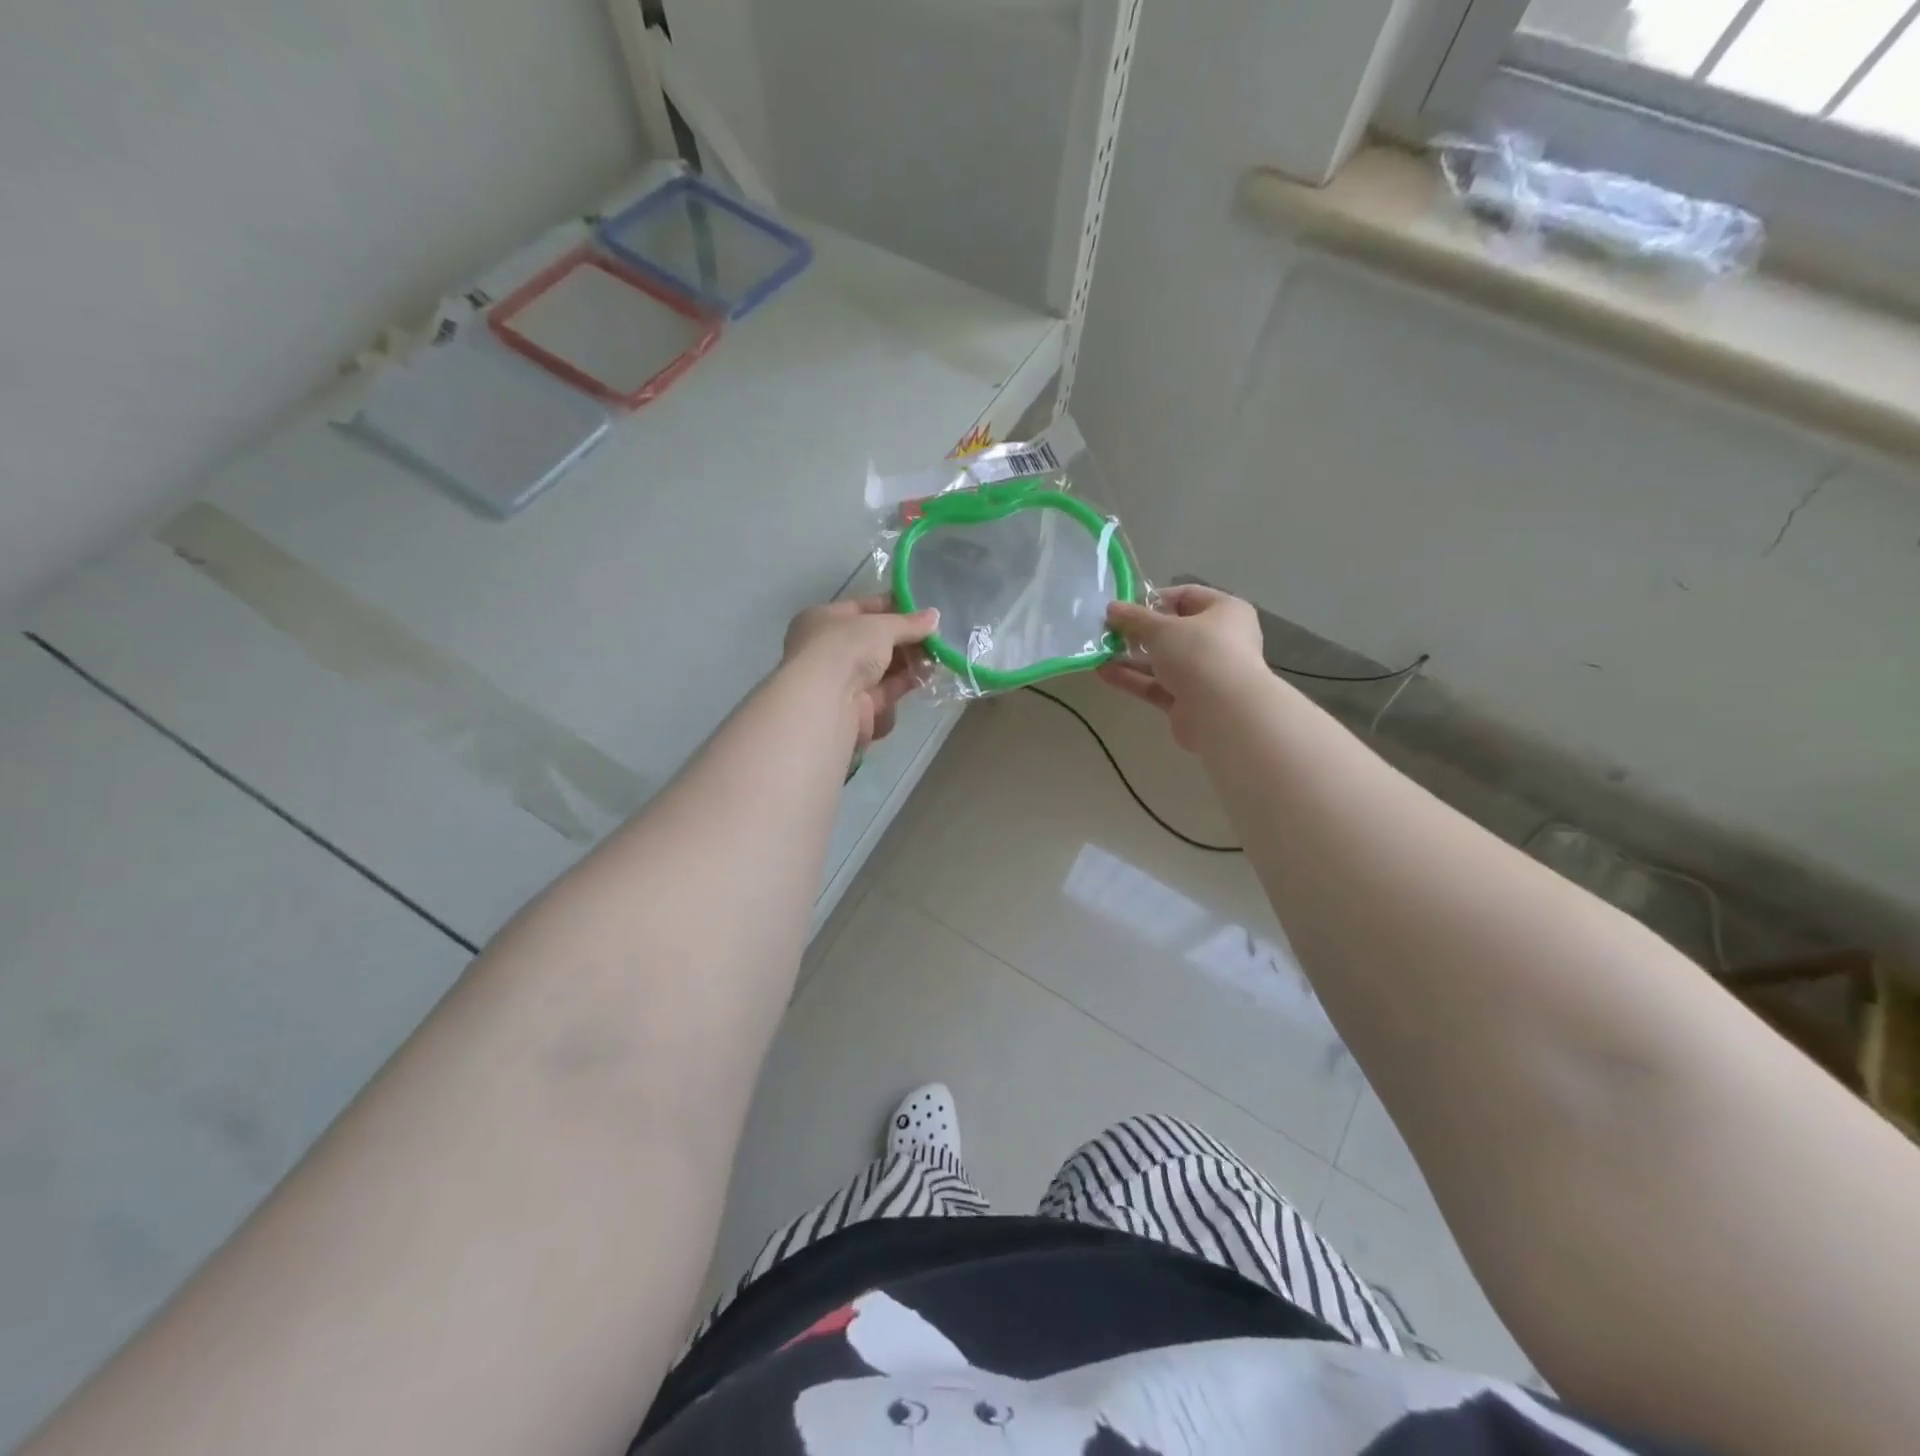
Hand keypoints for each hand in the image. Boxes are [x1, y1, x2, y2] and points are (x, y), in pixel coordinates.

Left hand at [782, 595, 939, 748]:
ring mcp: (841, 680)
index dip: (893, 608)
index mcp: (824, 620)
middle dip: (905, 639)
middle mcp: (829, 649)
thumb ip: (909, 623)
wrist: (827, 702)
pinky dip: (903, 683)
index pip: (863, 608)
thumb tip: (934, 616)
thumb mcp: (881, 626)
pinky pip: (884, 691)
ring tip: (935, 657)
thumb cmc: (846, 649)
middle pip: (875, 641)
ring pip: (881, 668)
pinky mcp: (855, 708)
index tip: (922, 613)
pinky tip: (925, 676)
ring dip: (908, 662)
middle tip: (934, 638)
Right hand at [1098, 584, 1267, 750]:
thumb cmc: (1199, 654)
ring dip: (1131, 657)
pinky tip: (1104, 673)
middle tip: (1108, 631)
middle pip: (1173, 632)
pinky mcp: (1188, 701)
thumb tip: (1112, 608)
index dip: (1154, 600)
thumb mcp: (1161, 629)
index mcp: (1224, 612)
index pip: (1187, 597)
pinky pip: (1157, 685)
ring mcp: (1204, 674)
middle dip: (1138, 632)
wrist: (1223, 714)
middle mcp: (1219, 641)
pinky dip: (1133, 679)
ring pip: (1163, 661)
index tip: (1125, 608)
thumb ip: (1134, 618)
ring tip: (1099, 653)